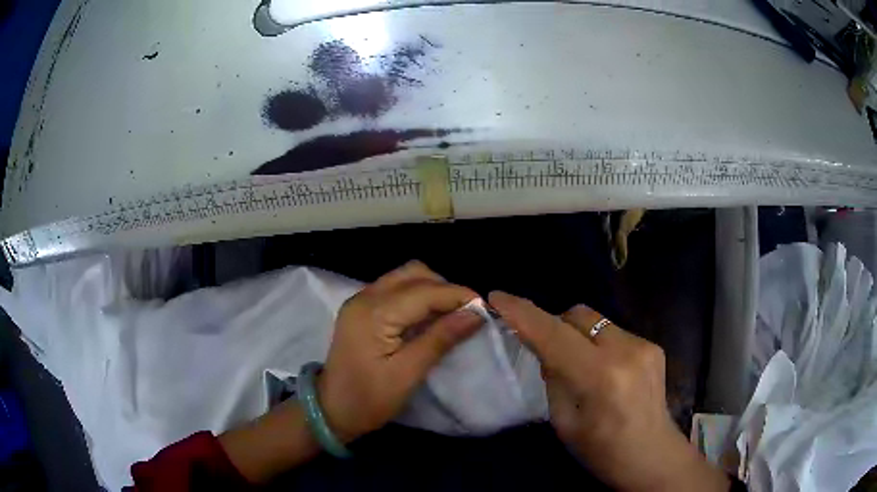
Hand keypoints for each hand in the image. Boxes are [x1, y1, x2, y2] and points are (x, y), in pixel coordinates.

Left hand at [318, 261, 482, 441]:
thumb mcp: (408, 373)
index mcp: (374, 313)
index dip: (458, 295)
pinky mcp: (361, 309)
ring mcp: (360, 300)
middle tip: (468, 313)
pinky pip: (395, 289)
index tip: (485, 309)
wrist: (331, 410)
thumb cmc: (369, 399)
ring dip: (432, 290)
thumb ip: (441, 339)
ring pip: (404, 277)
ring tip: (452, 314)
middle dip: (445, 288)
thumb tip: (476, 314)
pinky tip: (429, 317)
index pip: (425, 291)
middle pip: (413, 273)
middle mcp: (365, 297)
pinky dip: (417, 296)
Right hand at [489, 292, 728, 491]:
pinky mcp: (653, 345)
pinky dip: (597, 343)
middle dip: (554, 324)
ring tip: (577, 363)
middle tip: (543, 347)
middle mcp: (626, 351)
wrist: (652, 455)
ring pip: (596, 320)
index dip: (523, 313)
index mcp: (600, 377)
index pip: (554, 334)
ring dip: (577, 334)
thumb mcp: (565, 422)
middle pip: (577, 314)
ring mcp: (644, 344)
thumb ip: (553, 378)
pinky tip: (603, 369)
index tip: (497, 297)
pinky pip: (613, 331)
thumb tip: (546, 348)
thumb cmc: (602, 451)